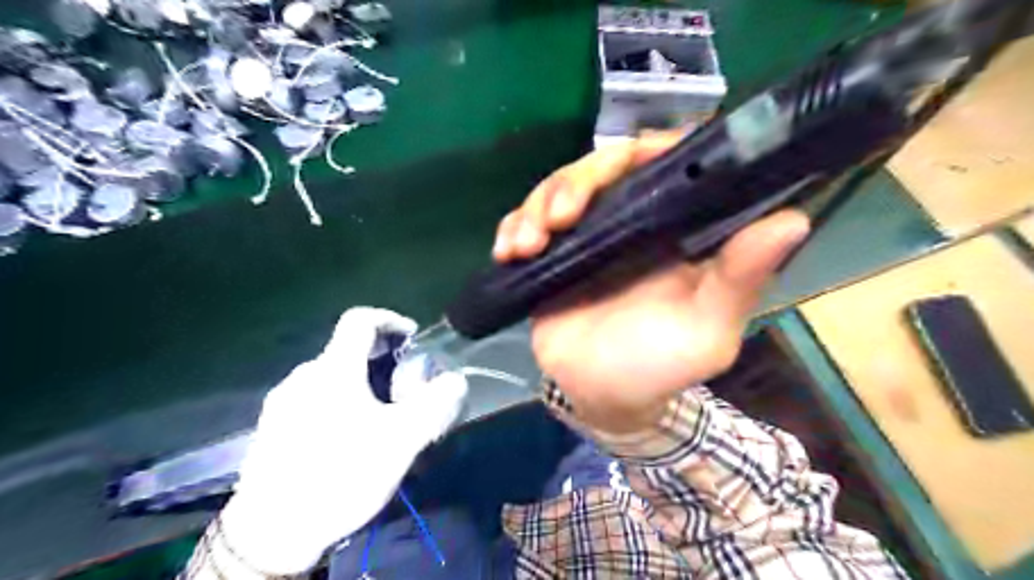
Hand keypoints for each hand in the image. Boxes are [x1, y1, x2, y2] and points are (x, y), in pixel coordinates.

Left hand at [224, 305, 470, 572]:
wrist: (271, 533)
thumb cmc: (341, 475)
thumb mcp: (401, 440)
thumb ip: (435, 404)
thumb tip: (456, 380)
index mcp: (333, 369)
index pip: (360, 319)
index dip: (390, 319)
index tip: (412, 340)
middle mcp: (303, 376)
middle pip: (348, 351)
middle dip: (381, 362)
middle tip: (402, 393)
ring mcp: (282, 402)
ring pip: (331, 377)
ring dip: (360, 385)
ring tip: (378, 420)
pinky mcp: (272, 427)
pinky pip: (313, 399)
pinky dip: (338, 404)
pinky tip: (346, 440)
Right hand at [496, 134, 811, 433]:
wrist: (602, 396)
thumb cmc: (660, 366)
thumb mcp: (707, 330)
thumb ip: (740, 279)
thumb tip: (793, 220)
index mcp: (673, 228)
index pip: (666, 163)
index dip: (650, 149)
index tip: (629, 159)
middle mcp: (630, 220)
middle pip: (601, 168)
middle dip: (575, 182)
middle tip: (560, 217)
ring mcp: (585, 234)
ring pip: (557, 190)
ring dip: (536, 206)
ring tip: (527, 244)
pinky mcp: (550, 254)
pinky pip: (525, 223)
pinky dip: (512, 228)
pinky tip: (508, 251)